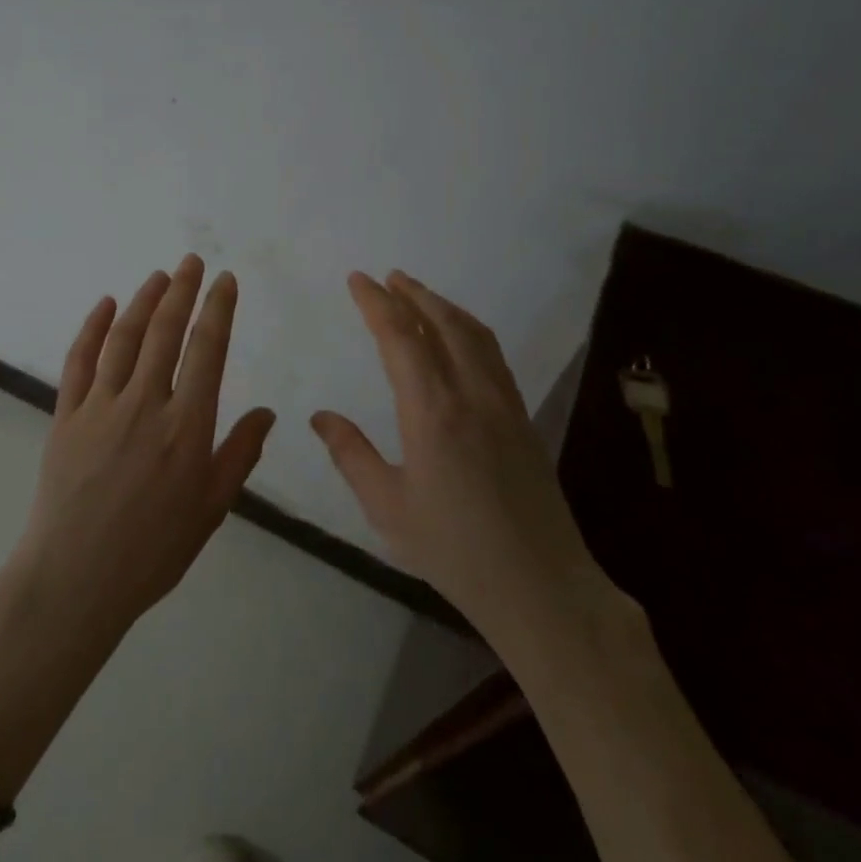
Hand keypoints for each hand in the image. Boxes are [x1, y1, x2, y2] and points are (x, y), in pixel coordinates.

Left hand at [13, 255, 276, 640]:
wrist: (75, 579)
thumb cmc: (153, 550)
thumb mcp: (211, 508)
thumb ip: (240, 454)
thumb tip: (268, 412)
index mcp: (186, 426)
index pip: (207, 350)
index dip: (218, 309)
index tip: (225, 280)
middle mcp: (145, 404)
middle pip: (165, 332)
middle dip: (182, 291)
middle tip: (192, 261)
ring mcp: (100, 406)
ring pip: (124, 339)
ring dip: (142, 301)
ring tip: (159, 276)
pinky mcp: (66, 416)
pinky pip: (79, 361)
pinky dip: (91, 329)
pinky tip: (103, 305)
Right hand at [312, 271, 616, 635]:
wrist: (540, 585)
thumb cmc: (453, 550)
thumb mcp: (387, 507)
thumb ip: (350, 455)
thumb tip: (320, 416)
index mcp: (432, 412)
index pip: (401, 338)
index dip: (377, 303)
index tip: (358, 280)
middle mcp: (472, 395)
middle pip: (444, 324)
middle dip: (413, 294)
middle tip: (388, 276)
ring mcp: (504, 405)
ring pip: (475, 336)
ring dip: (445, 307)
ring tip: (420, 295)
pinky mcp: (524, 420)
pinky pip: (493, 357)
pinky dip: (470, 331)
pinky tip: (460, 340)